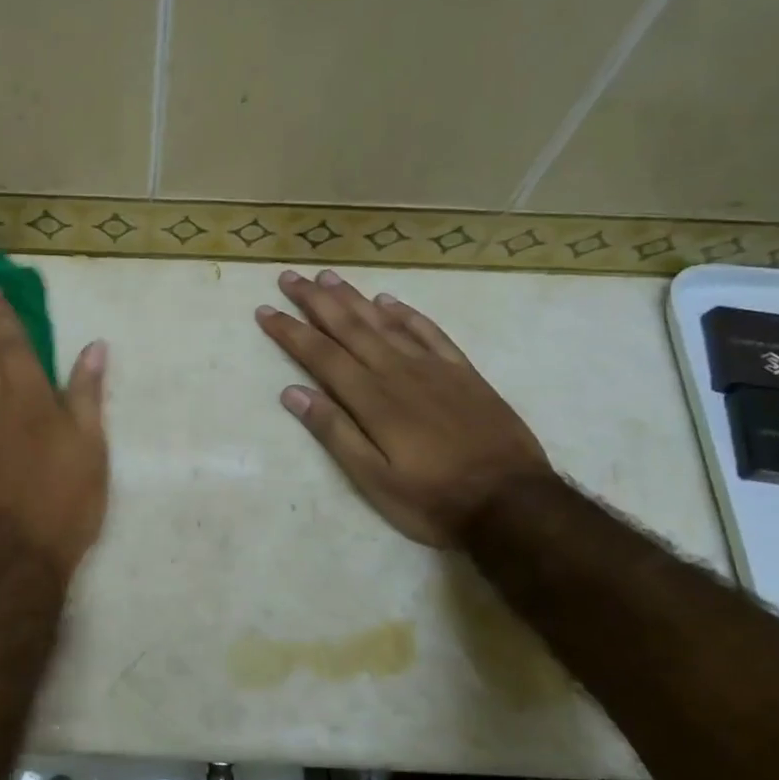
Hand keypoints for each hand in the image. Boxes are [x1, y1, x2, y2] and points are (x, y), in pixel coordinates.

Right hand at [256, 269, 549, 544]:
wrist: (513, 502)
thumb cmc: (433, 500)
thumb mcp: (373, 480)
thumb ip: (334, 433)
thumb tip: (293, 393)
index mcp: (372, 400)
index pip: (321, 355)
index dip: (290, 332)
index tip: (265, 310)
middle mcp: (398, 373)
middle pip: (349, 328)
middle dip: (315, 302)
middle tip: (290, 277)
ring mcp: (434, 369)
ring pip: (385, 322)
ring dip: (354, 298)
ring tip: (329, 277)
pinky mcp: (463, 373)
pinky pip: (429, 332)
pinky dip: (406, 313)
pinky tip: (390, 301)